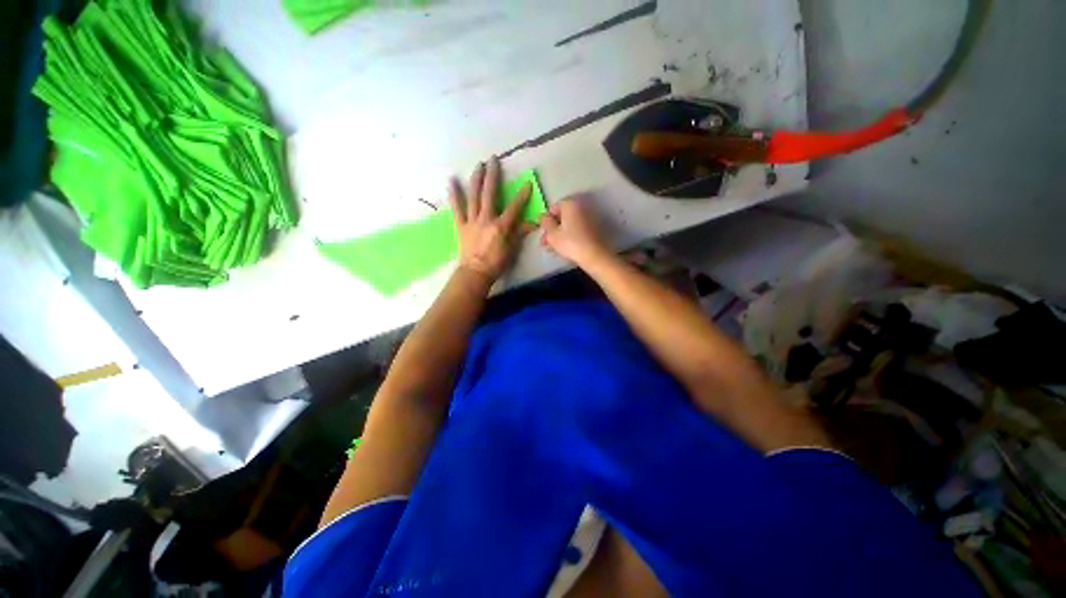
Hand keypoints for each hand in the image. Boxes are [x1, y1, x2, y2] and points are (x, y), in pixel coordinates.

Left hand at [448, 157, 531, 283]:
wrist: (475, 272)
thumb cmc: (496, 263)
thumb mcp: (512, 249)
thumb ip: (520, 233)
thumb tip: (532, 224)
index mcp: (501, 226)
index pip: (514, 208)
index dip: (522, 195)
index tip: (527, 183)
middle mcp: (486, 219)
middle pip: (490, 194)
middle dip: (493, 176)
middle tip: (493, 160)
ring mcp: (472, 220)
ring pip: (474, 196)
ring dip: (476, 179)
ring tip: (478, 165)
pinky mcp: (461, 224)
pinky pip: (457, 208)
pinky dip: (454, 194)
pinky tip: (451, 180)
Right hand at [540, 196, 608, 265]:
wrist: (594, 255)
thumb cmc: (570, 243)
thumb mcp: (552, 234)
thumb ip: (545, 223)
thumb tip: (544, 217)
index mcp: (570, 203)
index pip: (553, 208)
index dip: (546, 221)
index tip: (542, 233)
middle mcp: (581, 206)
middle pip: (562, 217)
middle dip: (553, 229)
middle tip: (546, 243)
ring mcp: (590, 217)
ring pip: (570, 224)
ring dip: (560, 234)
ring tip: (553, 249)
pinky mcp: (595, 228)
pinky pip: (578, 230)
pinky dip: (570, 236)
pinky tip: (565, 248)